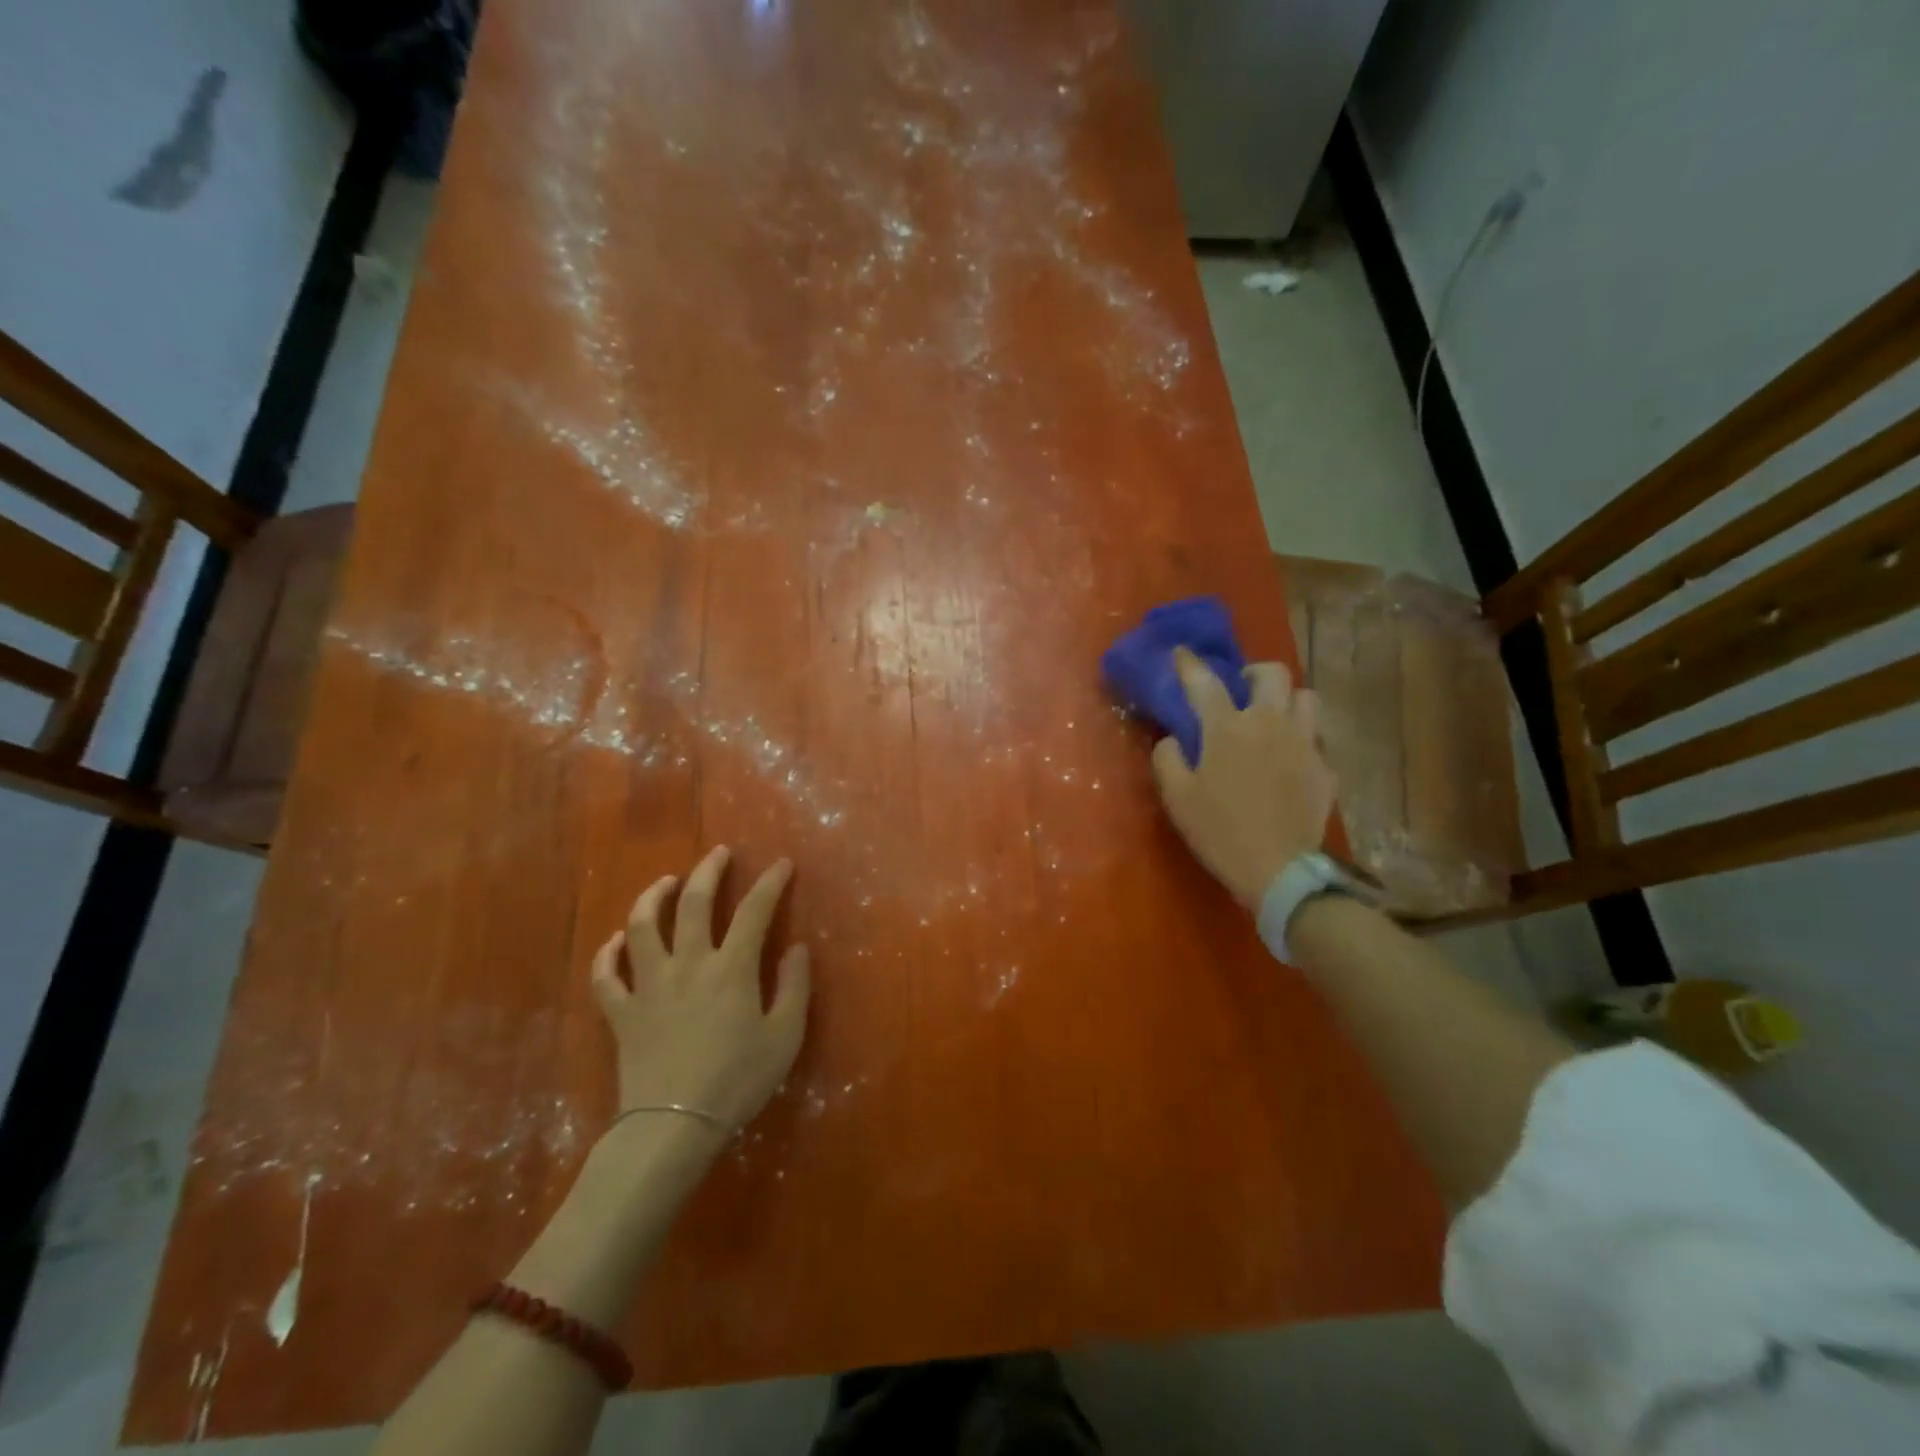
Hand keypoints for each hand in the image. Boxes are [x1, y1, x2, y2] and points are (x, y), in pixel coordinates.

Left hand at [590, 846, 810, 1134]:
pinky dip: (609, 953)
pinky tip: (617, 941)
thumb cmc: (737, 1080)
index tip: (782, 864)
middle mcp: (688, 964)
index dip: (770, 882)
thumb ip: (794, 986)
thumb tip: (796, 947)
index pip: (754, 910)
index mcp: (731, 968)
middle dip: (708, 871)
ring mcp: (649, 985)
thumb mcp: (784, 1036)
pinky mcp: (622, 1011)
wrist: (674, 1125)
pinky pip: (606, 975)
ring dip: (653, 897)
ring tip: (666, 882)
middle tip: (718, 854)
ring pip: (642, 926)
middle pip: (693, 902)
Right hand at [1151, 648, 1336, 908]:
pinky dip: (1301, 742)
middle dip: (1254, 673)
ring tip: (1273, 719)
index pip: (1204, 682)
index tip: (1181, 652)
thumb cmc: (1219, 830)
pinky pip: (1316, 740)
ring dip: (1287, 701)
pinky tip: (1289, 763)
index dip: (1189, 664)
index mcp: (1227, 728)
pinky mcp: (1325, 768)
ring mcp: (1304, 743)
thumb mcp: (1177, 798)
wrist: (1278, 870)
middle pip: (1272, 673)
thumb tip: (1173, 739)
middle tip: (1241, 690)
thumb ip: (1168, 759)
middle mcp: (1269, 723)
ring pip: (1306, 698)